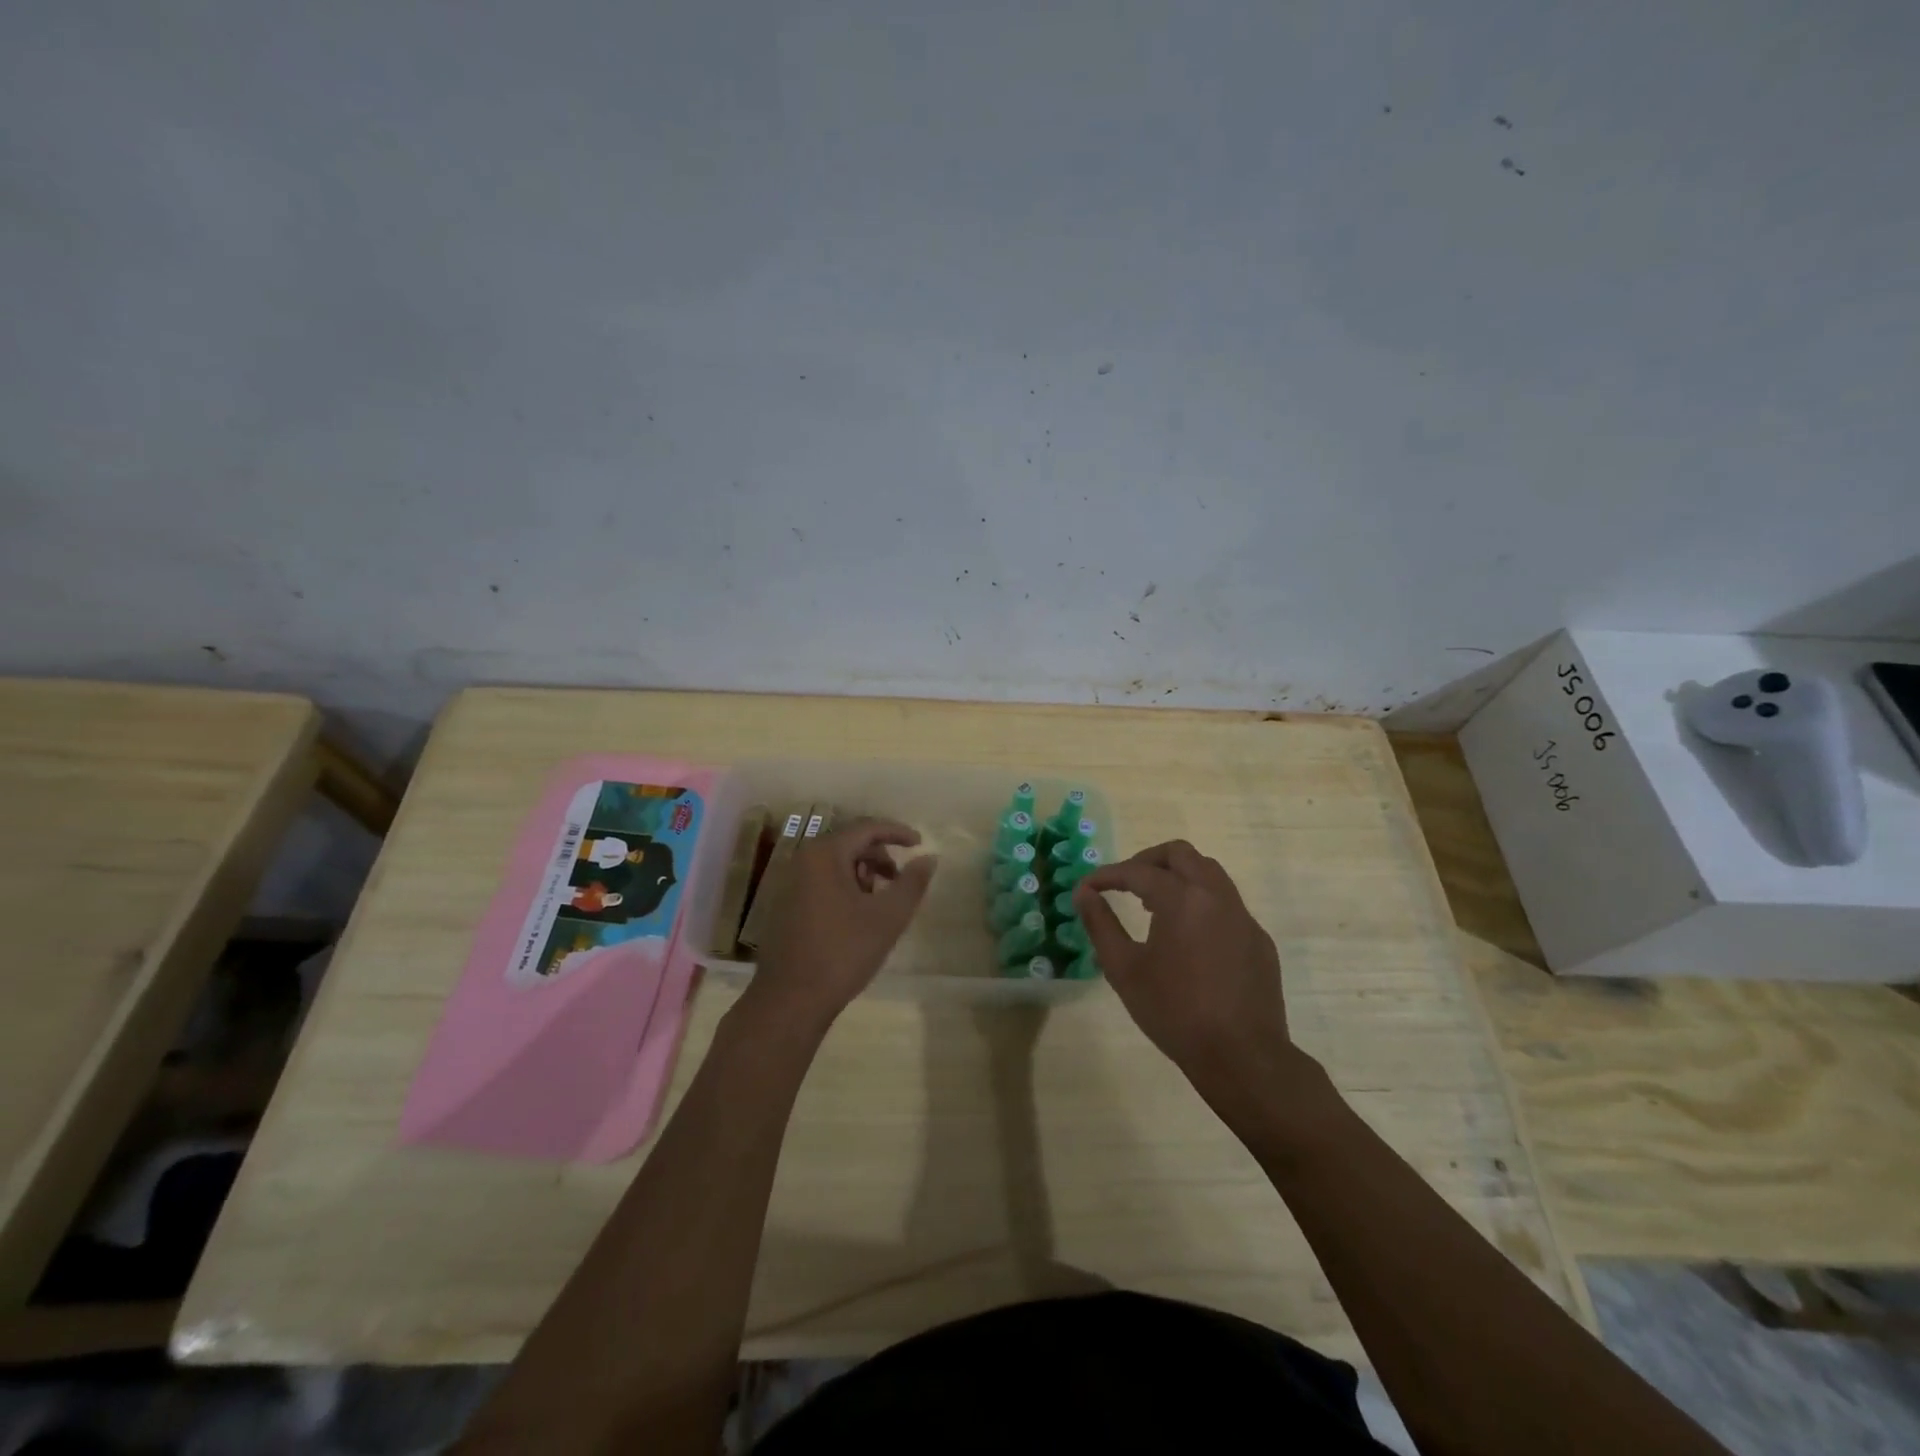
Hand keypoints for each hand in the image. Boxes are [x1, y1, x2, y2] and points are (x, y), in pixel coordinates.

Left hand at [744, 819, 936, 1035]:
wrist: (791, 999)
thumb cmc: (843, 952)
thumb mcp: (888, 917)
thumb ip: (912, 883)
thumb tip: (929, 857)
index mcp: (824, 854)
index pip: (867, 828)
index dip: (897, 832)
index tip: (920, 843)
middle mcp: (802, 860)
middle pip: (849, 843)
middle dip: (880, 856)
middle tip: (901, 879)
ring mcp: (789, 883)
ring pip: (835, 864)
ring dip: (863, 873)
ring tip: (880, 902)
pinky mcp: (785, 905)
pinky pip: (822, 881)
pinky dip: (845, 887)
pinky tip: (857, 916)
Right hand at [1073, 840, 1305, 1103]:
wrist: (1242, 1056)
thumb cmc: (1175, 1012)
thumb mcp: (1124, 969)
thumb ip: (1100, 925)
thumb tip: (1084, 893)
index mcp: (1182, 899)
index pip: (1138, 871)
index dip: (1108, 875)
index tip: (1087, 887)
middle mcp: (1216, 896)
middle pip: (1181, 854)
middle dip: (1148, 861)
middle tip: (1125, 883)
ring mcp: (1243, 917)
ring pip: (1209, 873)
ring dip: (1178, 877)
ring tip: (1154, 905)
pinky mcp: (1259, 940)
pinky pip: (1227, 904)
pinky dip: (1201, 903)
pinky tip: (1189, 937)